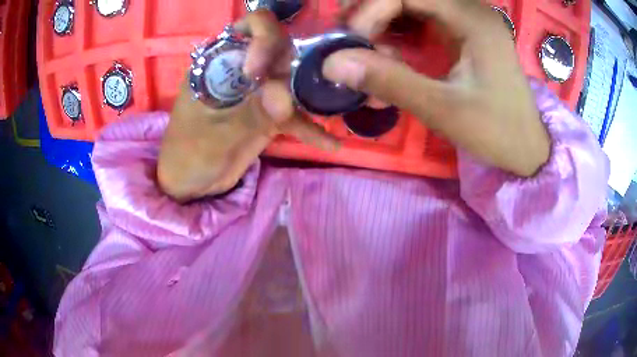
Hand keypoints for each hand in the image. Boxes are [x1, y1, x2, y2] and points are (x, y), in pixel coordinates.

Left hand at [158, 10, 338, 201]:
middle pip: (279, 49)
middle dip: (295, 66)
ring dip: (310, 93)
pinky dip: (309, 128)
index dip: (264, 39)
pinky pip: (294, 115)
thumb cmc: (189, 155)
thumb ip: (250, 114)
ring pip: (291, 78)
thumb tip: (286, 95)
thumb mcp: (215, 136)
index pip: (249, 28)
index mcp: (219, 62)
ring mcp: (257, 91)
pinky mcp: (267, 114)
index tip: (261, 72)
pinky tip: (331, 144)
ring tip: (328, 109)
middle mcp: (243, 68)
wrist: (190, 183)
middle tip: (300, 95)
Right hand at [324, 0, 549, 176]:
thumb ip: (389, 81)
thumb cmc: (496, 131)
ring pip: (413, 5)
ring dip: (382, 20)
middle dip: (371, 10)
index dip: (371, 9)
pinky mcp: (464, 34)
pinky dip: (399, 33)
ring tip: (361, 44)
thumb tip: (332, 63)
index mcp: (472, 19)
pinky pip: (423, 20)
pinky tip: (386, 54)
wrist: (527, 148)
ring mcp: (468, 20)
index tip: (354, 43)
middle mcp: (469, 10)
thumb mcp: (443, 109)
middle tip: (348, 35)